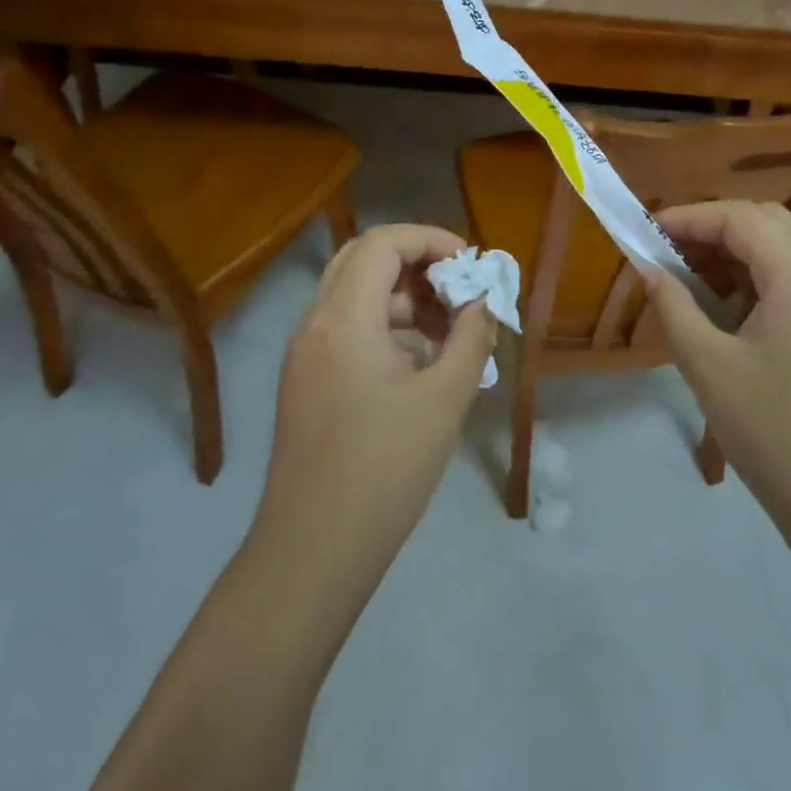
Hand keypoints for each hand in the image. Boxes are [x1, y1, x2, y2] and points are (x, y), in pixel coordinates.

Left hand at [255, 224, 497, 577]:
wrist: (313, 550)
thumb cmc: (384, 468)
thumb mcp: (444, 398)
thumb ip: (472, 337)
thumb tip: (485, 300)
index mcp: (342, 317)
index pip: (383, 242)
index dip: (431, 240)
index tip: (471, 266)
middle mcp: (315, 323)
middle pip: (364, 260)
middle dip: (417, 265)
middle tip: (458, 291)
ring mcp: (305, 354)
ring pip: (356, 296)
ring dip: (404, 299)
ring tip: (451, 333)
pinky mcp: (306, 382)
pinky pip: (349, 330)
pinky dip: (388, 329)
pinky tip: (423, 365)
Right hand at [641, 201, 790, 568]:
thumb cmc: (774, 433)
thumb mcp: (709, 366)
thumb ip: (673, 306)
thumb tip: (648, 268)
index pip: (743, 219)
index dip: (691, 217)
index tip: (648, 231)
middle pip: (772, 224)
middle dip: (717, 228)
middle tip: (672, 252)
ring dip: (741, 255)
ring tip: (694, 282)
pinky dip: (763, 282)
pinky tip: (733, 315)